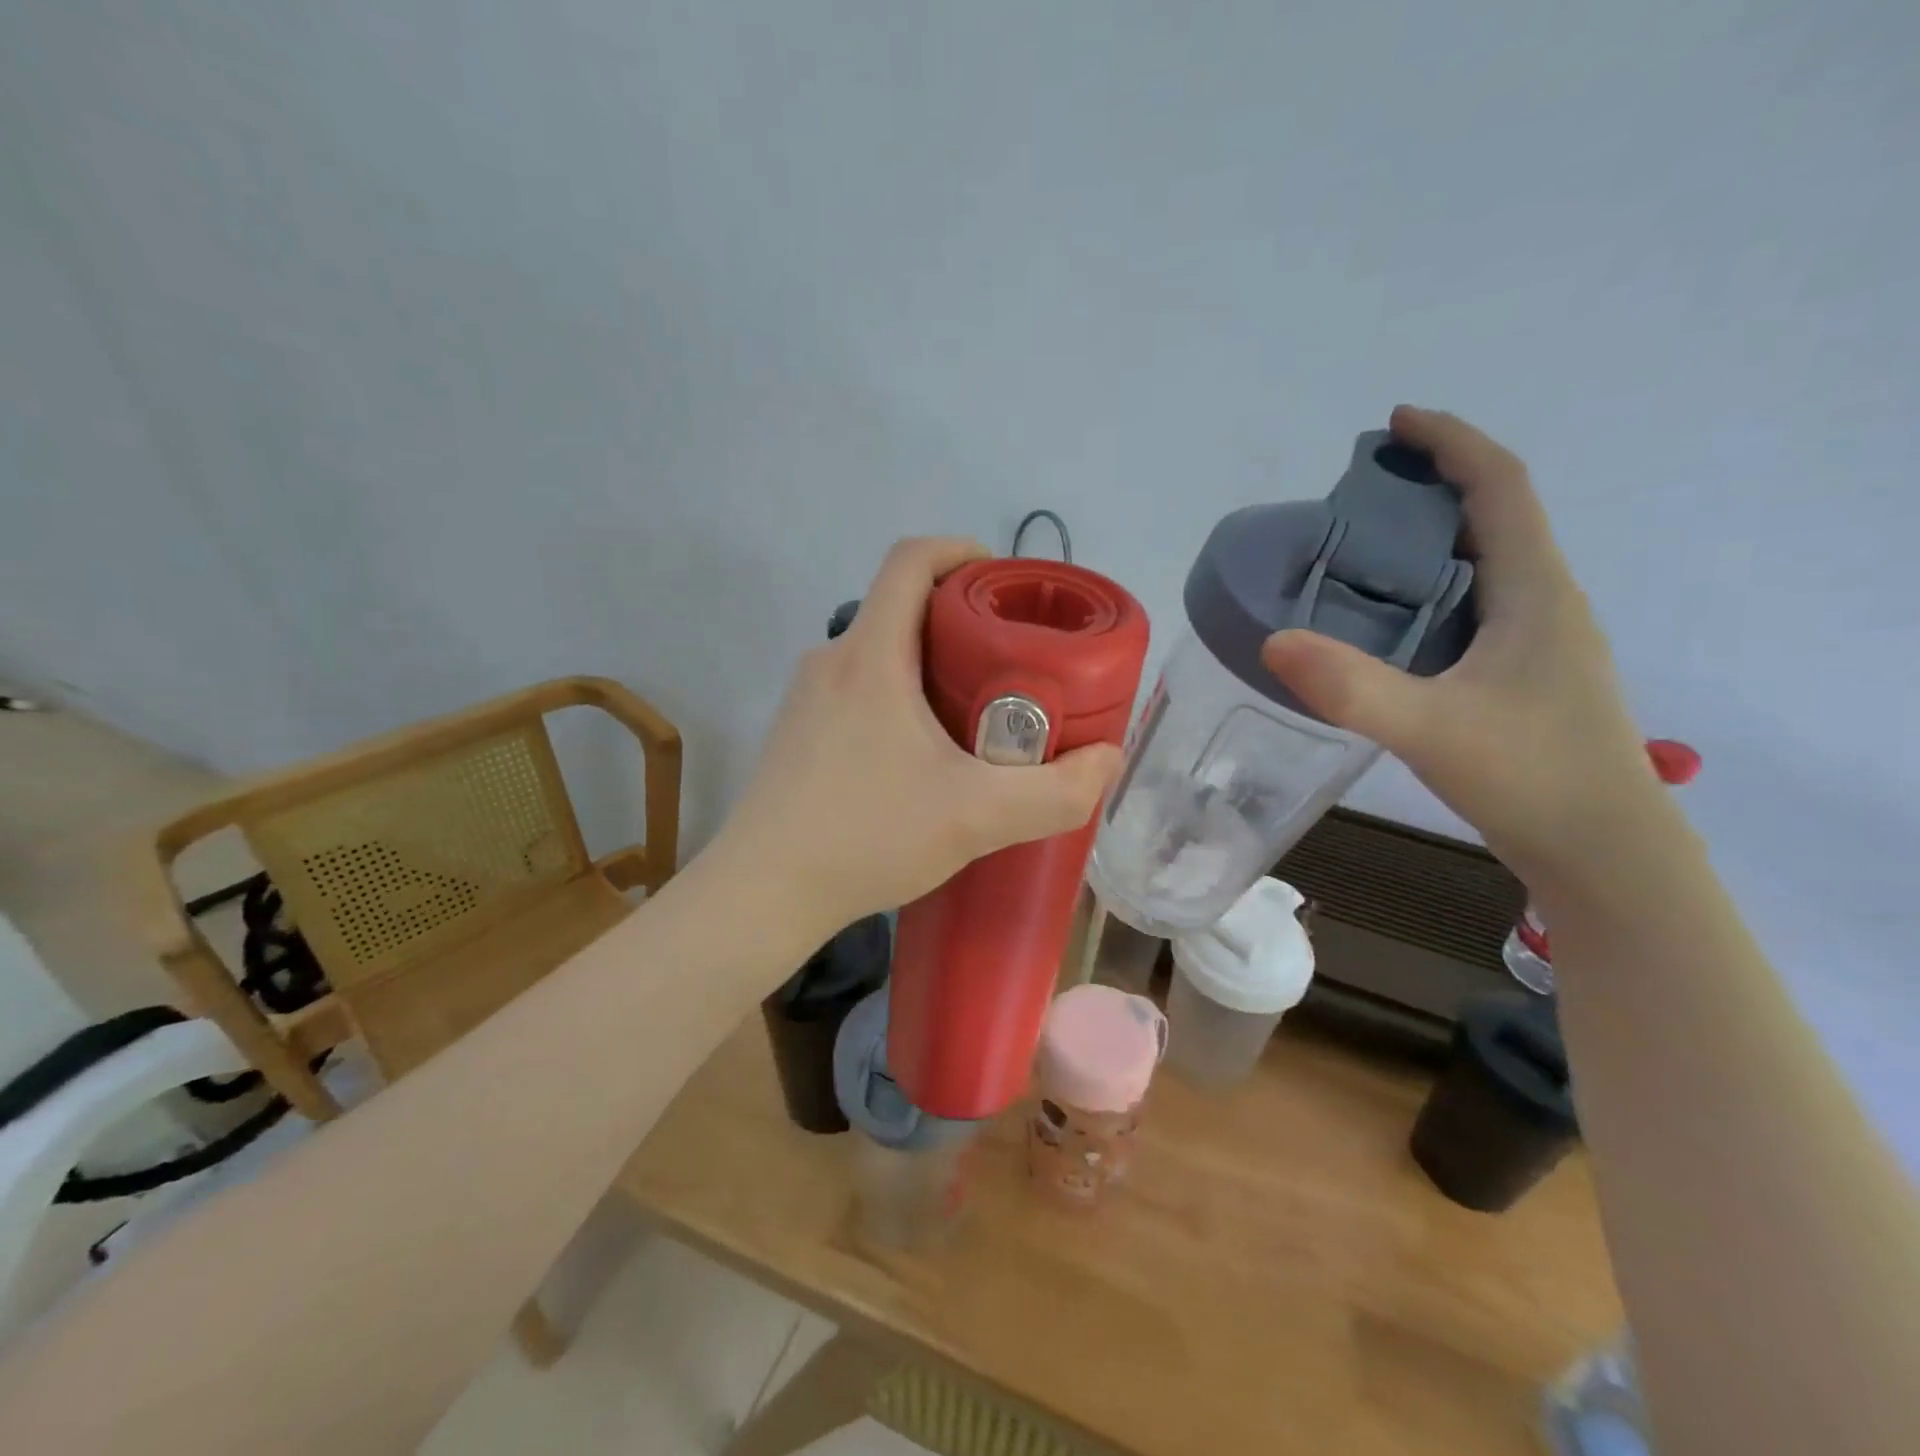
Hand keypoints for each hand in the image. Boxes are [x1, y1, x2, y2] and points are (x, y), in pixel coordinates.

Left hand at [714, 538, 1122, 944]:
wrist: (763, 891)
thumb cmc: (866, 835)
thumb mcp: (976, 817)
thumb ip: (1055, 792)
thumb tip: (1106, 761)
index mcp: (871, 655)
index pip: (910, 560)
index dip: (960, 551)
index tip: (1003, 582)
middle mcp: (832, 661)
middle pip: (900, 607)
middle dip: (961, 620)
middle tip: (1011, 662)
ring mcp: (807, 698)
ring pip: (880, 653)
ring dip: (930, 664)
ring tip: (976, 712)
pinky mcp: (797, 733)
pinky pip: (858, 689)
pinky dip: (899, 697)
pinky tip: (922, 756)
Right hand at [1261, 406, 1658, 881]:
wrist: (1603, 853)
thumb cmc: (1531, 778)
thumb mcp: (1431, 729)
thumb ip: (1351, 687)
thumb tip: (1272, 640)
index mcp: (1534, 592)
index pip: (1499, 488)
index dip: (1452, 442)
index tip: (1396, 421)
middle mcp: (1543, 604)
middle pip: (1493, 517)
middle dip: (1432, 486)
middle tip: (1358, 493)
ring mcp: (1537, 643)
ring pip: (1484, 565)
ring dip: (1431, 540)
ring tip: (1361, 550)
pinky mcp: (1522, 676)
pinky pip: (1474, 607)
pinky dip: (1430, 591)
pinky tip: (1388, 623)